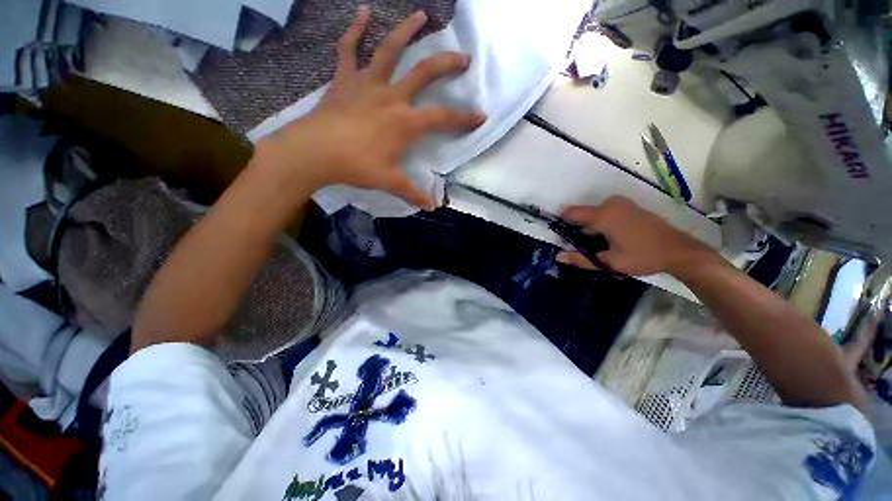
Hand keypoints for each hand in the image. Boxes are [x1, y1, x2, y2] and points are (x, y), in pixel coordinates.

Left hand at [254, 6, 485, 209]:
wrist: (314, 153)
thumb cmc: (356, 166)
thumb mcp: (389, 182)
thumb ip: (413, 194)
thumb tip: (432, 208)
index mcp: (405, 122)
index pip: (442, 119)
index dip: (464, 118)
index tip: (481, 115)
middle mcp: (391, 97)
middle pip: (425, 73)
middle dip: (447, 64)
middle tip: (464, 58)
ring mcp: (367, 84)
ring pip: (390, 50)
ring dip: (407, 30)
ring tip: (421, 15)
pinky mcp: (344, 81)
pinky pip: (348, 50)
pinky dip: (354, 31)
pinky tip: (362, 13)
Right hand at [556, 196, 716, 275]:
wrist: (680, 251)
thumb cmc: (642, 256)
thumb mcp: (609, 262)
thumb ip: (580, 258)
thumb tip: (558, 256)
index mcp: (603, 215)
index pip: (571, 213)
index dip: (562, 224)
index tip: (561, 238)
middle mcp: (610, 204)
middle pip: (583, 215)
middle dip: (579, 230)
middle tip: (586, 249)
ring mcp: (622, 204)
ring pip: (595, 215)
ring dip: (592, 228)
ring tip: (601, 246)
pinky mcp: (630, 207)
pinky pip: (607, 213)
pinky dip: (602, 224)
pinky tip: (613, 239)